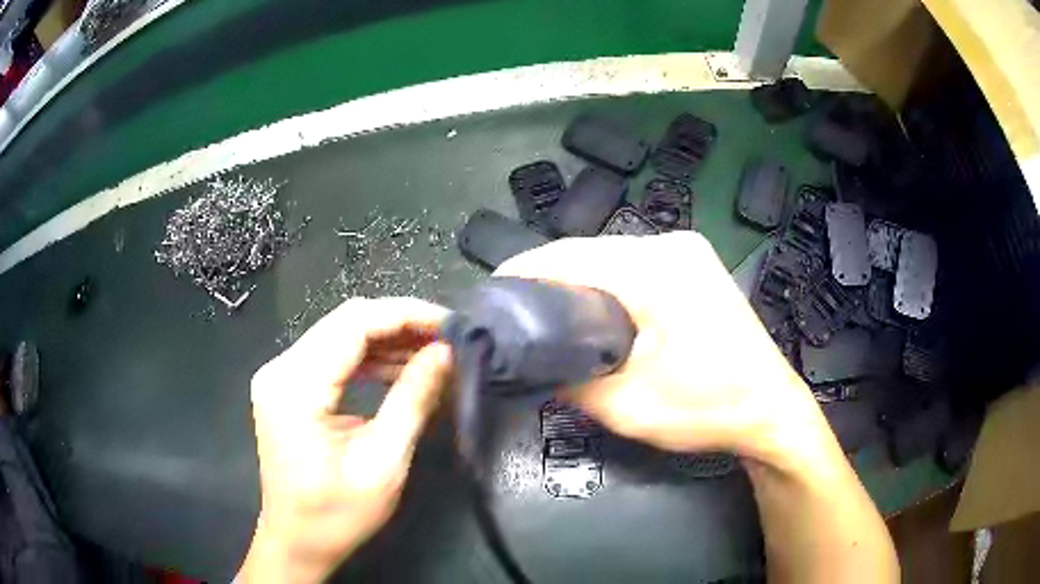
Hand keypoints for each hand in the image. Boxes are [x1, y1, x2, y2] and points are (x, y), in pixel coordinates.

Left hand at [239, 298, 452, 583]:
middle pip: (346, 322)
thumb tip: (446, 353)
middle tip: (447, 338)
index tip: (451, 324)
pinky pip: (332, 357)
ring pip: (340, 335)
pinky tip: (401, 368)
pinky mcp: (288, 387)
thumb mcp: (383, 462)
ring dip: (387, 340)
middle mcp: (281, 369)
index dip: (406, 315)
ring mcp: (281, 376)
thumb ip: (413, 400)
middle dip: (400, 324)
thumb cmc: (337, 514)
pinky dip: (369, 358)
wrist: (297, 542)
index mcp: (296, 386)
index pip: (355, 323)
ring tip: (433, 353)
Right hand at [496, 232, 821, 463]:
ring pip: (612, 257)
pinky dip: (608, 285)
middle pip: (590, 252)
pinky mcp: (696, 266)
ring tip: (545, 314)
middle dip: (548, 279)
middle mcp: (671, 244)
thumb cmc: (707, 409)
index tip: (490, 297)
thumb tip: (532, 360)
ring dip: (578, 282)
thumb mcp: (626, 406)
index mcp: (655, 268)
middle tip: (515, 314)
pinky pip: (636, 266)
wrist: (771, 411)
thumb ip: (569, 378)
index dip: (523, 273)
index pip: (569, 255)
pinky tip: (593, 311)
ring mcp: (688, 252)